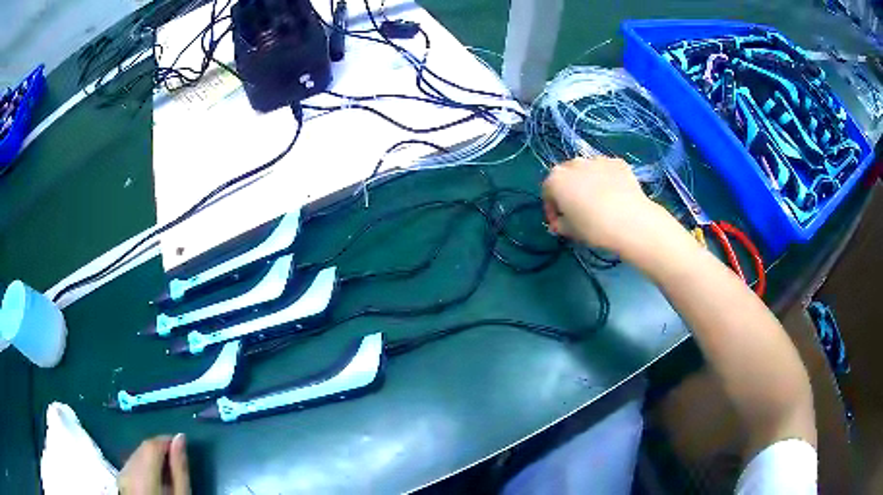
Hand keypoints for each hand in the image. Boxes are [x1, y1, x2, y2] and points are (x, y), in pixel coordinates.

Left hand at [118, 434, 190, 494]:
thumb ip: (179, 469)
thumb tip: (180, 439)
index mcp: (143, 476)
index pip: (151, 445)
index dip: (166, 441)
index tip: (179, 445)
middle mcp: (127, 470)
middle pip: (142, 449)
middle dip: (158, 450)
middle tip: (175, 461)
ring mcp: (121, 474)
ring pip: (135, 454)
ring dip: (150, 457)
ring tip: (166, 472)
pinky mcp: (120, 479)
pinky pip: (131, 463)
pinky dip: (142, 465)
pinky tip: (153, 478)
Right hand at [543, 157, 668, 254]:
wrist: (630, 221)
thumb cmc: (593, 227)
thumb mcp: (571, 231)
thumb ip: (560, 225)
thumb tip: (558, 224)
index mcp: (556, 179)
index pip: (547, 191)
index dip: (552, 208)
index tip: (559, 222)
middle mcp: (574, 163)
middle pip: (566, 175)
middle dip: (569, 190)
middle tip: (578, 209)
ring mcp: (597, 160)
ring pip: (588, 170)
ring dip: (588, 182)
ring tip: (599, 201)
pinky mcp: (618, 162)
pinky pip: (607, 170)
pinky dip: (607, 179)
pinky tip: (615, 195)